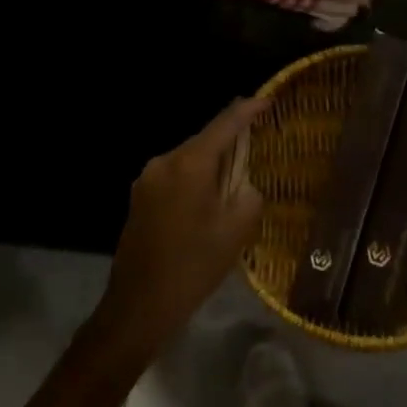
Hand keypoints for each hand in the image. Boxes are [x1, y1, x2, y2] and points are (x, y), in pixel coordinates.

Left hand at [96, 98, 268, 353]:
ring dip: (212, 164)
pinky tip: (208, 201)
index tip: (267, 99)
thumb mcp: (235, 231)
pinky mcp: (140, 198)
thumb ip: (248, 194)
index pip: (224, 124)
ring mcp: (147, 179)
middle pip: (204, 140)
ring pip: (189, 159)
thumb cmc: (193, 267)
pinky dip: (195, 180)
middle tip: (256, 146)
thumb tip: (243, 183)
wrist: (138, 307)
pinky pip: (175, 176)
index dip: (247, 109)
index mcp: (189, 164)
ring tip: (235, 179)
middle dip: (230, 141)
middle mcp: (164, 162)